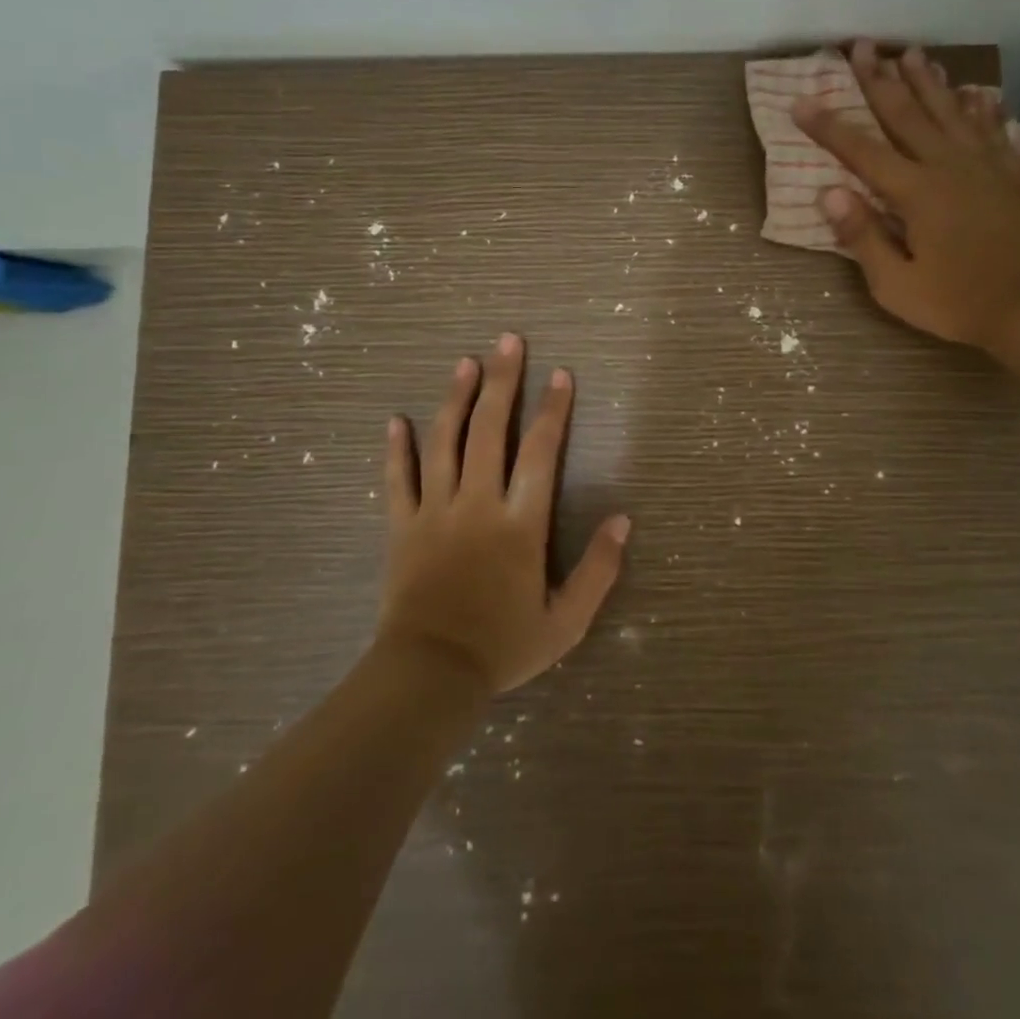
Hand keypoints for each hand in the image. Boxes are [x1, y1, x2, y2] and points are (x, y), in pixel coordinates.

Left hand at [376, 333, 628, 693]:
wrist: (429, 677)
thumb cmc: (503, 647)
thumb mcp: (566, 621)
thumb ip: (599, 570)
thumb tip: (623, 520)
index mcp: (519, 524)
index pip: (540, 452)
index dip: (554, 410)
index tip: (562, 374)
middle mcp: (477, 504)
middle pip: (490, 430)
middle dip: (503, 382)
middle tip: (509, 341)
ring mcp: (435, 512)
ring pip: (444, 442)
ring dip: (455, 398)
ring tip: (465, 362)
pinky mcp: (402, 527)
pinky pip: (397, 480)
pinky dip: (397, 449)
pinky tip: (396, 420)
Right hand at [793, 39, 1019, 353]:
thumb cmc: (954, 303)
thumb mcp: (895, 284)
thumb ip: (862, 236)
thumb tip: (828, 192)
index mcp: (916, 193)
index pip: (862, 151)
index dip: (829, 126)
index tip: (802, 100)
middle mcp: (949, 167)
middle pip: (907, 114)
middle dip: (880, 79)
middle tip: (862, 45)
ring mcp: (984, 167)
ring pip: (951, 112)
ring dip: (929, 81)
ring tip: (913, 52)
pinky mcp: (1011, 176)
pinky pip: (993, 130)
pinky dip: (982, 108)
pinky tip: (976, 92)